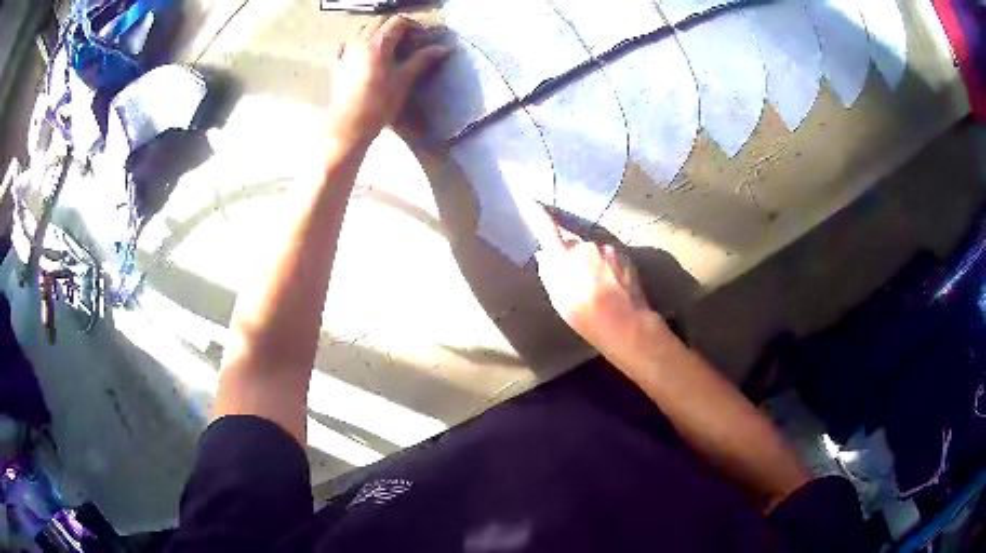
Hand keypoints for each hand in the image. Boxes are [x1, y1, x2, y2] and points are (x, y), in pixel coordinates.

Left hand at [329, 16, 450, 144]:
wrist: (350, 125)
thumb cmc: (379, 103)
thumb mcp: (404, 80)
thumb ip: (422, 59)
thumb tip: (443, 48)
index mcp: (377, 44)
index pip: (397, 22)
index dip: (413, 26)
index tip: (422, 37)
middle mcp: (359, 42)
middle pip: (379, 22)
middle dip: (396, 26)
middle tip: (409, 40)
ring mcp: (346, 52)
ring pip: (363, 30)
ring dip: (378, 32)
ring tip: (390, 46)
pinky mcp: (339, 64)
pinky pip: (350, 43)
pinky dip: (361, 42)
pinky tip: (367, 53)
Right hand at [527, 202, 655, 351]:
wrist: (624, 322)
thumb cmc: (585, 315)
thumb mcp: (558, 299)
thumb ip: (549, 274)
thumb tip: (545, 255)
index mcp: (565, 256)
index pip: (547, 229)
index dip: (537, 214)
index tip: (529, 199)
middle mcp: (586, 246)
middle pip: (575, 245)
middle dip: (573, 257)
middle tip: (576, 281)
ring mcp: (608, 250)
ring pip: (595, 253)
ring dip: (593, 264)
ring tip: (598, 289)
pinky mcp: (626, 257)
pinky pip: (611, 259)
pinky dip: (609, 269)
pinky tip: (612, 288)